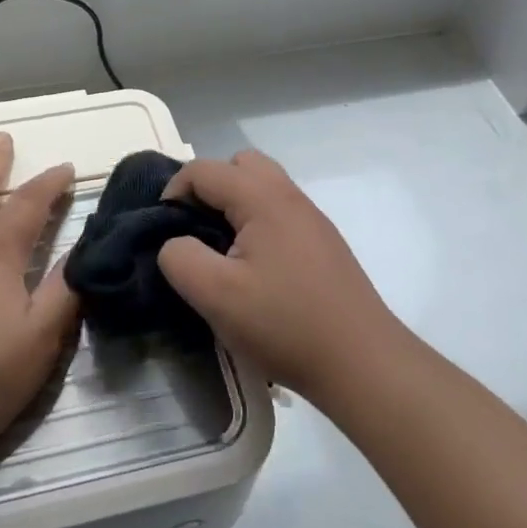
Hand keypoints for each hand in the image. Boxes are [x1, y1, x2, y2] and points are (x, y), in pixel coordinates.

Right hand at [157, 149, 397, 404]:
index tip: (164, 231)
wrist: (362, 362)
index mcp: (262, 197)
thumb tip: (175, 243)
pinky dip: (256, 222)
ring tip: (221, 249)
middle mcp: (289, 196)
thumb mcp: (216, 295)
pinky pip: (279, 211)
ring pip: (262, 187)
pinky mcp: (323, 243)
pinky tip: (255, 269)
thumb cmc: (285, 324)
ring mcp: (311, 218)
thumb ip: (180, 258)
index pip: (203, 170)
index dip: (173, 192)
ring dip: (234, 205)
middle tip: (195, 228)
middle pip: (238, 165)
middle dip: (208, 188)